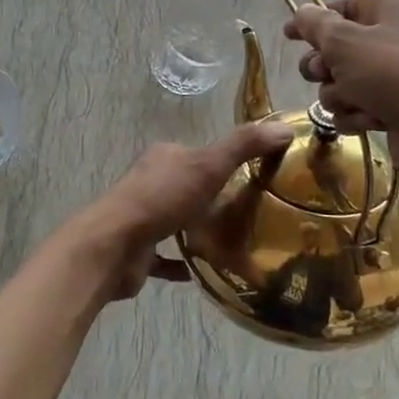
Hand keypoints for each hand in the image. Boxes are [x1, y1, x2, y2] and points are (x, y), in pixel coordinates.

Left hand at [60, 121, 294, 300]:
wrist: (114, 245)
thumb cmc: (160, 198)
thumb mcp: (208, 165)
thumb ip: (244, 146)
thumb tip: (285, 127)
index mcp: (165, 157)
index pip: (199, 154)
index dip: (225, 163)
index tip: (256, 179)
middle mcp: (151, 182)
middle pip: (189, 188)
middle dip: (216, 200)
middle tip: (252, 216)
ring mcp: (142, 217)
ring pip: (178, 221)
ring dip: (200, 231)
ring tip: (237, 244)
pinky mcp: (139, 250)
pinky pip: (167, 256)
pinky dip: (185, 264)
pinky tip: (210, 272)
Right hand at [281, 0, 398, 181]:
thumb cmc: (392, 71)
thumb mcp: (343, 40)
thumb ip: (314, 24)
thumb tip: (301, 12)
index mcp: (386, 3)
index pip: (339, 6)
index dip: (311, 22)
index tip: (289, 36)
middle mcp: (391, 33)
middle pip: (335, 49)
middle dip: (324, 67)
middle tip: (326, 73)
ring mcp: (394, 73)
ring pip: (340, 83)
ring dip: (340, 95)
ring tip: (358, 101)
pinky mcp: (394, 108)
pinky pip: (356, 108)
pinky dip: (357, 115)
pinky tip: (371, 121)